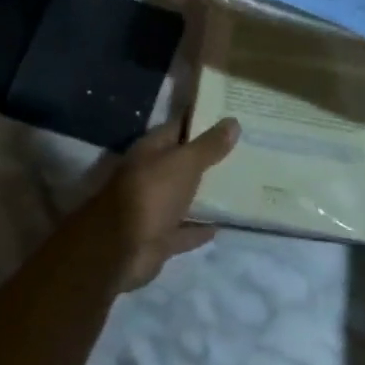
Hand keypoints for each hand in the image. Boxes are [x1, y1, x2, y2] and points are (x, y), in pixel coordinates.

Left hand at [98, 118, 239, 289]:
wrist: (120, 250)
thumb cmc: (151, 194)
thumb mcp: (185, 162)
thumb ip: (209, 145)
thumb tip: (233, 122)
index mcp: (152, 150)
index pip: (180, 126)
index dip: (204, 119)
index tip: (232, 115)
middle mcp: (151, 175)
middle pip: (184, 162)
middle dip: (210, 157)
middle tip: (244, 149)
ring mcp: (154, 207)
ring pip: (184, 196)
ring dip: (206, 194)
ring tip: (239, 185)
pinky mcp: (158, 238)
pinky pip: (185, 230)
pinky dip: (199, 228)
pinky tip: (222, 225)